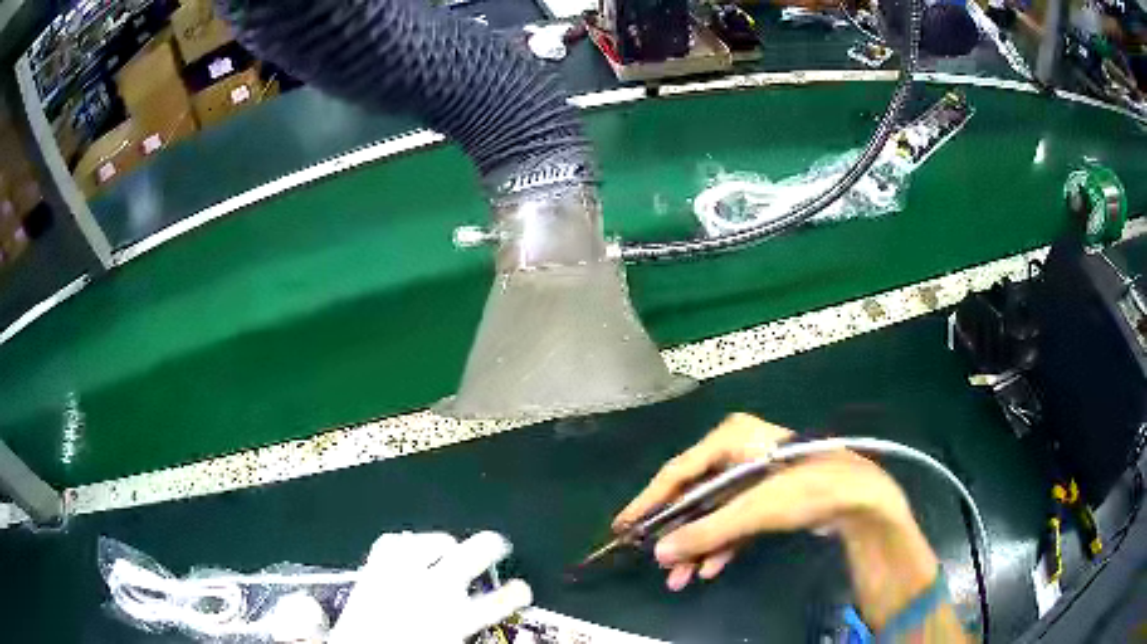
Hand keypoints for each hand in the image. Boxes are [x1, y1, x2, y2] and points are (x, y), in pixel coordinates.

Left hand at [329, 531, 531, 643]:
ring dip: (443, 544)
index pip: (497, 601)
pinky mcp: (371, 569)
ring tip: (449, 546)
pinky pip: (390, 543)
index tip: (522, 589)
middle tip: (498, 545)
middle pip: (470, 556)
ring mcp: (400, 575)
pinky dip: (402, 543)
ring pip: (430, 542)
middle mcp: (432, 591)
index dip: (516, 593)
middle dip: (489, 546)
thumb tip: (479, 615)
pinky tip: (408, 548)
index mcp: (454, 619)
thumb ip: (464, 625)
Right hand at [614, 414, 939, 629]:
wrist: (859, 498)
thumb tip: (659, 553)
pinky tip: (708, 569)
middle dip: (676, 533)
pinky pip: (733, 522)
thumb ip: (705, 532)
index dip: (648, 502)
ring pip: (712, 514)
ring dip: (697, 546)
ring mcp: (752, 477)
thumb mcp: (753, 510)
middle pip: (693, 497)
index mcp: (730, 440)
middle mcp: (737, 453)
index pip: (676, 472)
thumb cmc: (805, 489)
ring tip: (678, 579)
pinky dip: (721, 546)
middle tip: (653, 561)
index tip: (622, 527)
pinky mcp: (766, 498)